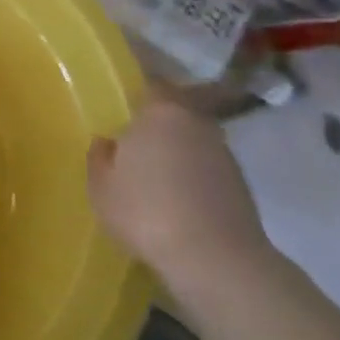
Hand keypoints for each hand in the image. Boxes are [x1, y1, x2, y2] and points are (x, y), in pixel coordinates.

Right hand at [87, 97, 271, 285]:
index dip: (138, 85)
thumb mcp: (101, 187)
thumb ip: (100, 157)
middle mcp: (197, 122)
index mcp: (161, 112)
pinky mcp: (240, 184)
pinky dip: (192, 174)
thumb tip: (107, 142)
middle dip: (157, 119)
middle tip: (134, 135)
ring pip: (193, 138)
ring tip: (154, 171)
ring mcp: (223, 153)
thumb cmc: (146, 212)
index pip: (152, 81)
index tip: (124, 91)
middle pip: (176, 109)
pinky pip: (206, 167)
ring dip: (176, 148)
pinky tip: (175, 197)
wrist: (215, 259)